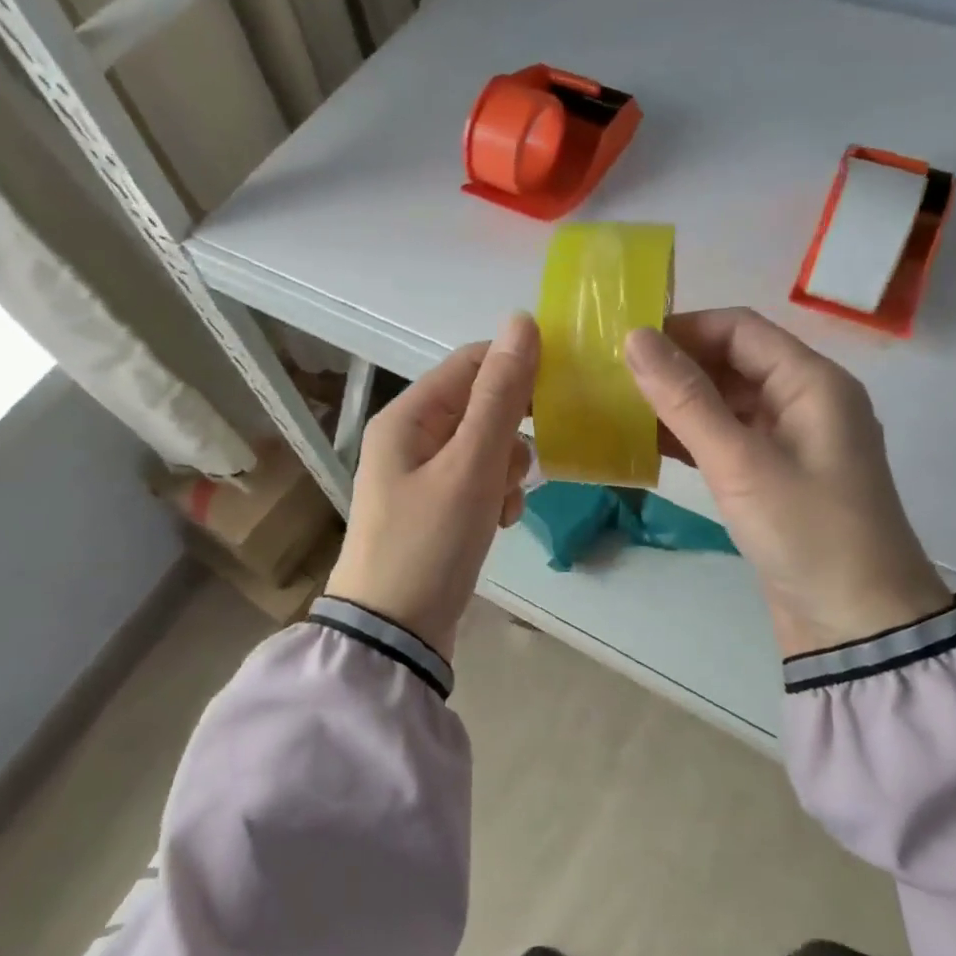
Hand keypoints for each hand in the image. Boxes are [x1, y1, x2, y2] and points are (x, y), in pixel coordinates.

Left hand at [325, 314, 538, 659]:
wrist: (394, 634)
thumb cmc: (429, 543)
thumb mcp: (470, 466)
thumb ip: (500, 396)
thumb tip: (522, 322)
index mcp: (408, 416)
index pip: (471, 362)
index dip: (517, 367)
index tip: (561, 392)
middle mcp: (411, 436)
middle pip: (481, 404)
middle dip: (512, 431)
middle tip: (524, 463)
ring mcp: (421, 473)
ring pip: (486, 444)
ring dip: (506, 467)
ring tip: (503, 503)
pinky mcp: (435, 506)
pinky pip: (478, 479)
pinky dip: (495, 493)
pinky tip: (499, 522)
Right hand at [624, 309, 950, 658]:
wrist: (858, 627)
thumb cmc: (807, 532)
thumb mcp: (740, 462)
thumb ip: (685, 398)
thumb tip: (635, 338)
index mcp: (812, 382)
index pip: (740, 328)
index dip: (683, 328)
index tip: (626, 343)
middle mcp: (804, 400)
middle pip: (732, 361)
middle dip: (675, 365)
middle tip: (612, 376)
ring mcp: (790, 440)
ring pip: (726, 401)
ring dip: (678, 402)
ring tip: (618, 406)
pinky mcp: (775, 475)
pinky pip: (727, 438)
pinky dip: (690, 436)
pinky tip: (645, 442)